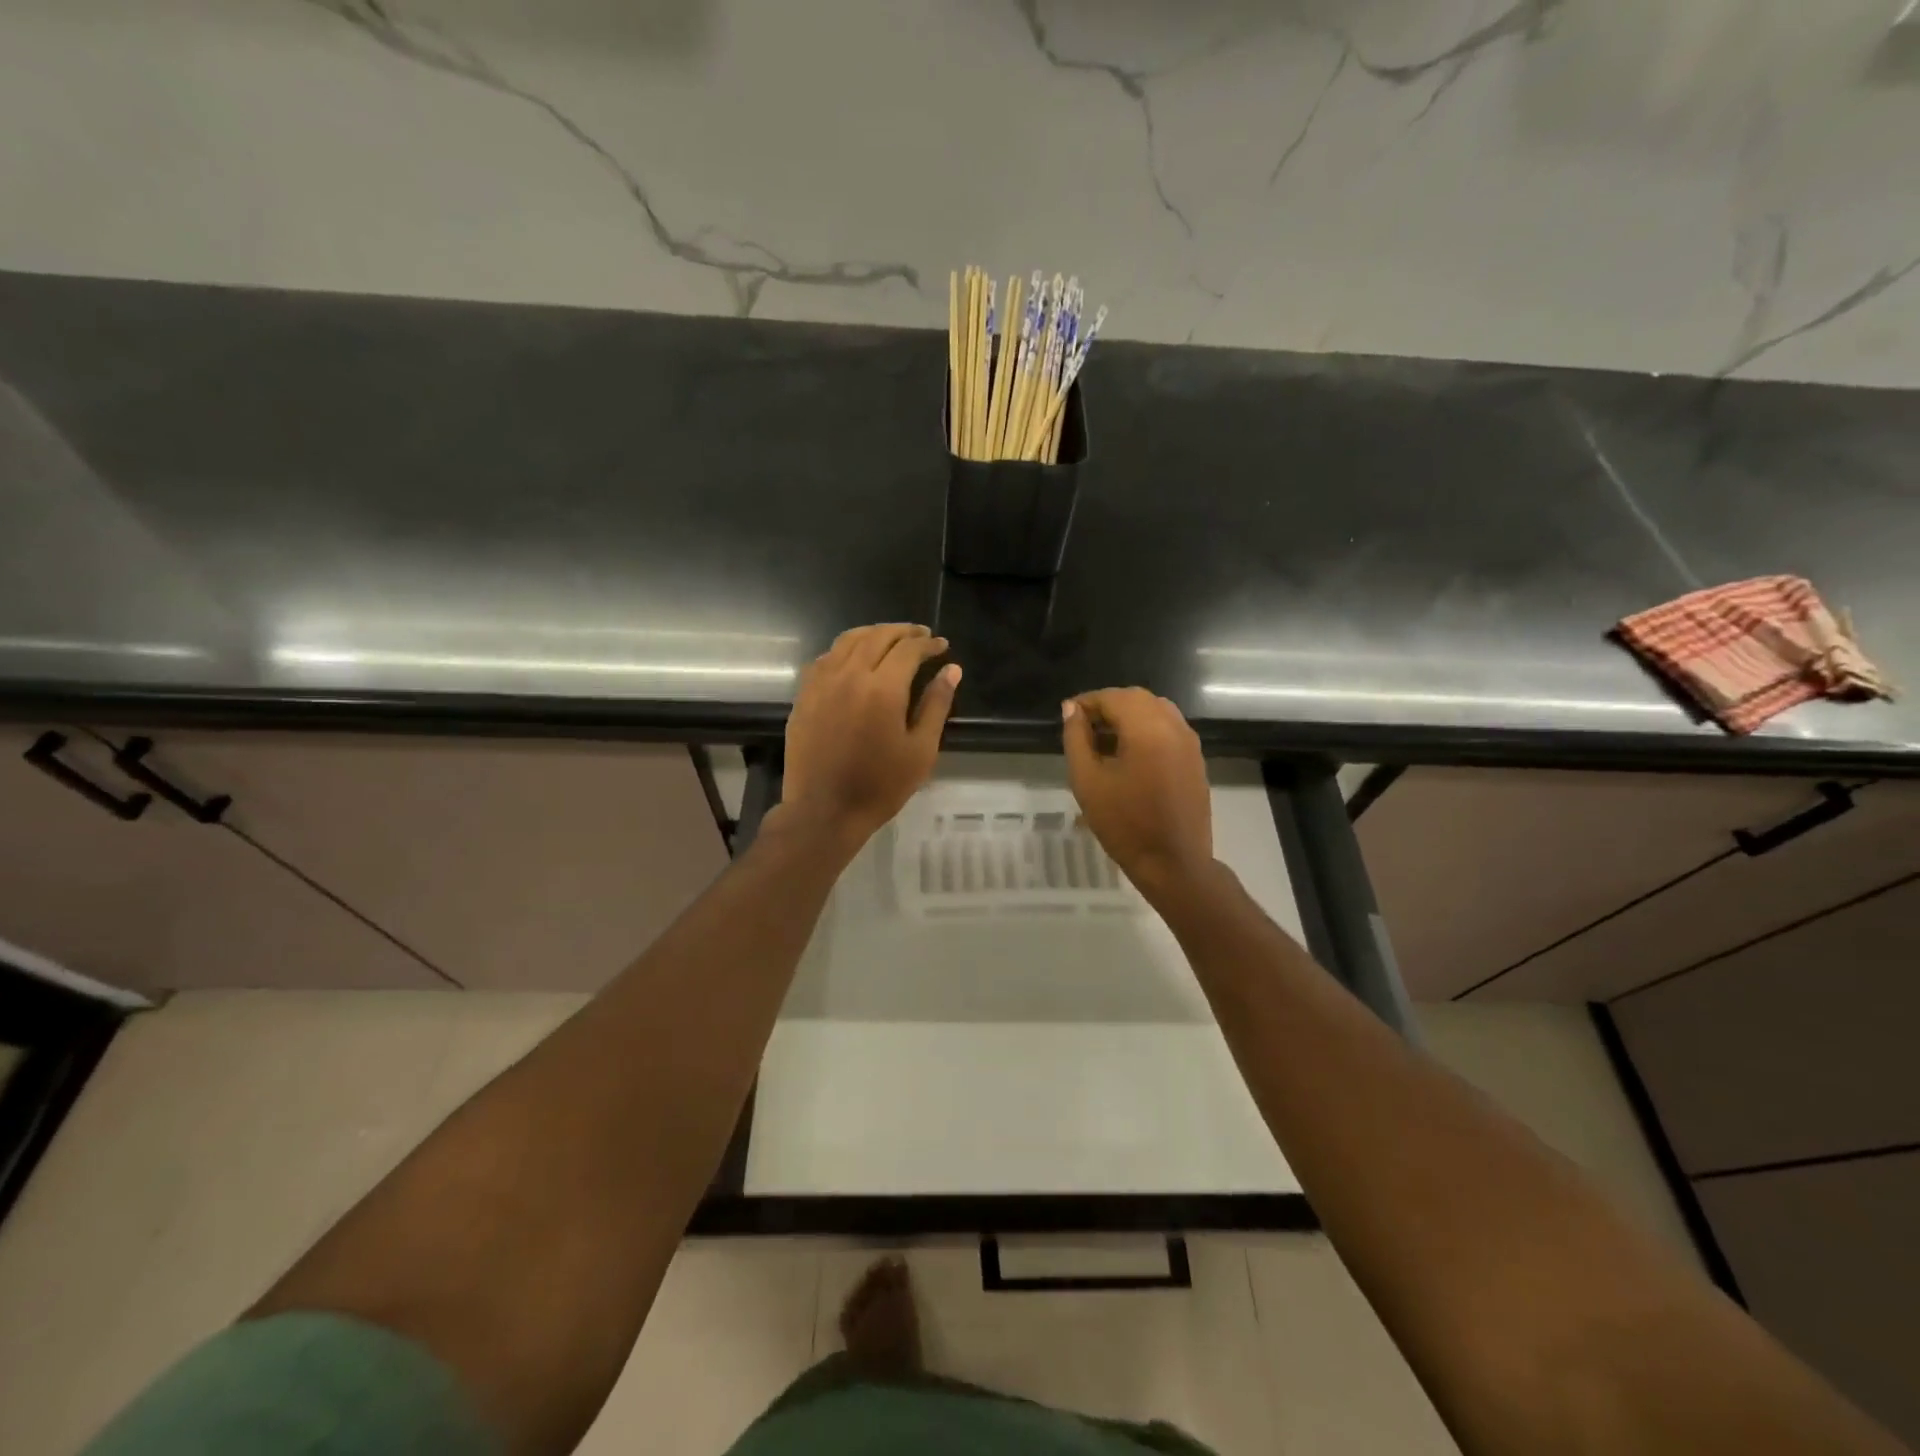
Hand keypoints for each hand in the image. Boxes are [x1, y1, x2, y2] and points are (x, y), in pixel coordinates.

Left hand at [780, 624, 960, 852]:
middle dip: (903, 632)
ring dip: (874, 633)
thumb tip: (951, 669)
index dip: (928, 644)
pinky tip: (855, 659)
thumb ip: (936, 705)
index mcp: (882, 688)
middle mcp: (849, 674)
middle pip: (878, 636)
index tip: (942, 646)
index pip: (908, 650)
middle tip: (921, 636)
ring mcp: (821, 682)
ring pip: (848, 640)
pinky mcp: (804, 695)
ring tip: (891, 639)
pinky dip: (846, 649)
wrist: (824, 811)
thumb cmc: (880, 786)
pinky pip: (826, 658)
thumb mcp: (920, 750)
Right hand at [1062, 688, 1212, 900]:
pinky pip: (1168, 729)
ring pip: (1155, 711)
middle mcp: (1174, 726)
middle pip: (1137, 698)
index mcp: (1147, 728)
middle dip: (1108, 706)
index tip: (1067, 717)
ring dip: (1128, 717)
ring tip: (1104, 743)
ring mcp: (1190, 742)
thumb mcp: (1088, 781)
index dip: (1087, 702)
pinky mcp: (1196, 759)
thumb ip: (1076, 739)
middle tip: (1083, 729)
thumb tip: (1071, 709)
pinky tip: (1129, 756)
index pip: (1113, 697)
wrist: (1173, 863)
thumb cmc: (1124, 824)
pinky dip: (1146, 730)